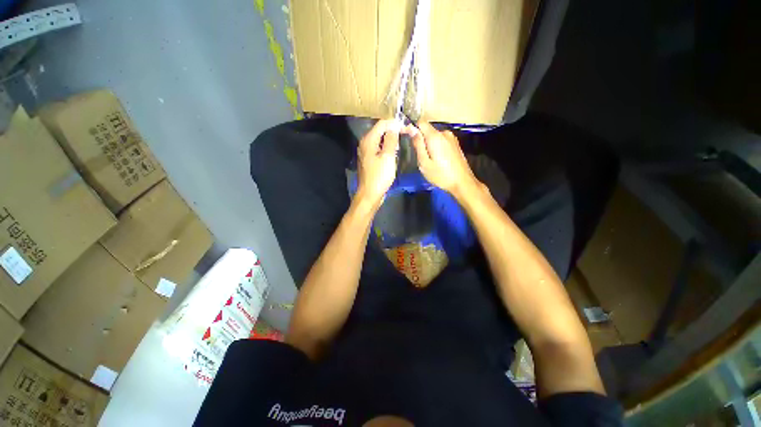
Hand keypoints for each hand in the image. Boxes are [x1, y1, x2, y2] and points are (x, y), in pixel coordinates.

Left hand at [356, 119, 399, 206]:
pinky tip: (393, 152)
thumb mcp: (388, 156)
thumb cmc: (380, 176)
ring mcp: (366, 152)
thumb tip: (394, 125)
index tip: (406, 127)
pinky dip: (386, 148)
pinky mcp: (369, 160)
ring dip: (390, 139)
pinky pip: (378, 149)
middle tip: (406, 134)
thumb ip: (391, 139)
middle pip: (379, 131)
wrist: (370, 194)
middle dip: (392, 130)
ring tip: (401, 143)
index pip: (381, 124)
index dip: (394, 123)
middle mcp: (365, 143)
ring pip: (379, 140)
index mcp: (368, 140)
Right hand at [410, 121, 481, 199]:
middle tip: (417, 156)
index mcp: (435, 136)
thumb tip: (411, 128)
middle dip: (420, 139)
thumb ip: (418, 144)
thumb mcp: (424, 163)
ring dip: (428, 144)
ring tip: (427, 160)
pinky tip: (436, 160)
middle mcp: (444, 133)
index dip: (411, 127)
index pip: (421, 122)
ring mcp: (451, 138)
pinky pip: (441, 141)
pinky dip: (435, 147)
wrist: (462, 183)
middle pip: (427, 130)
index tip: (405, 135)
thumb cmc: (441, 175)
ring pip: (434, 136)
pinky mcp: (455, 144)